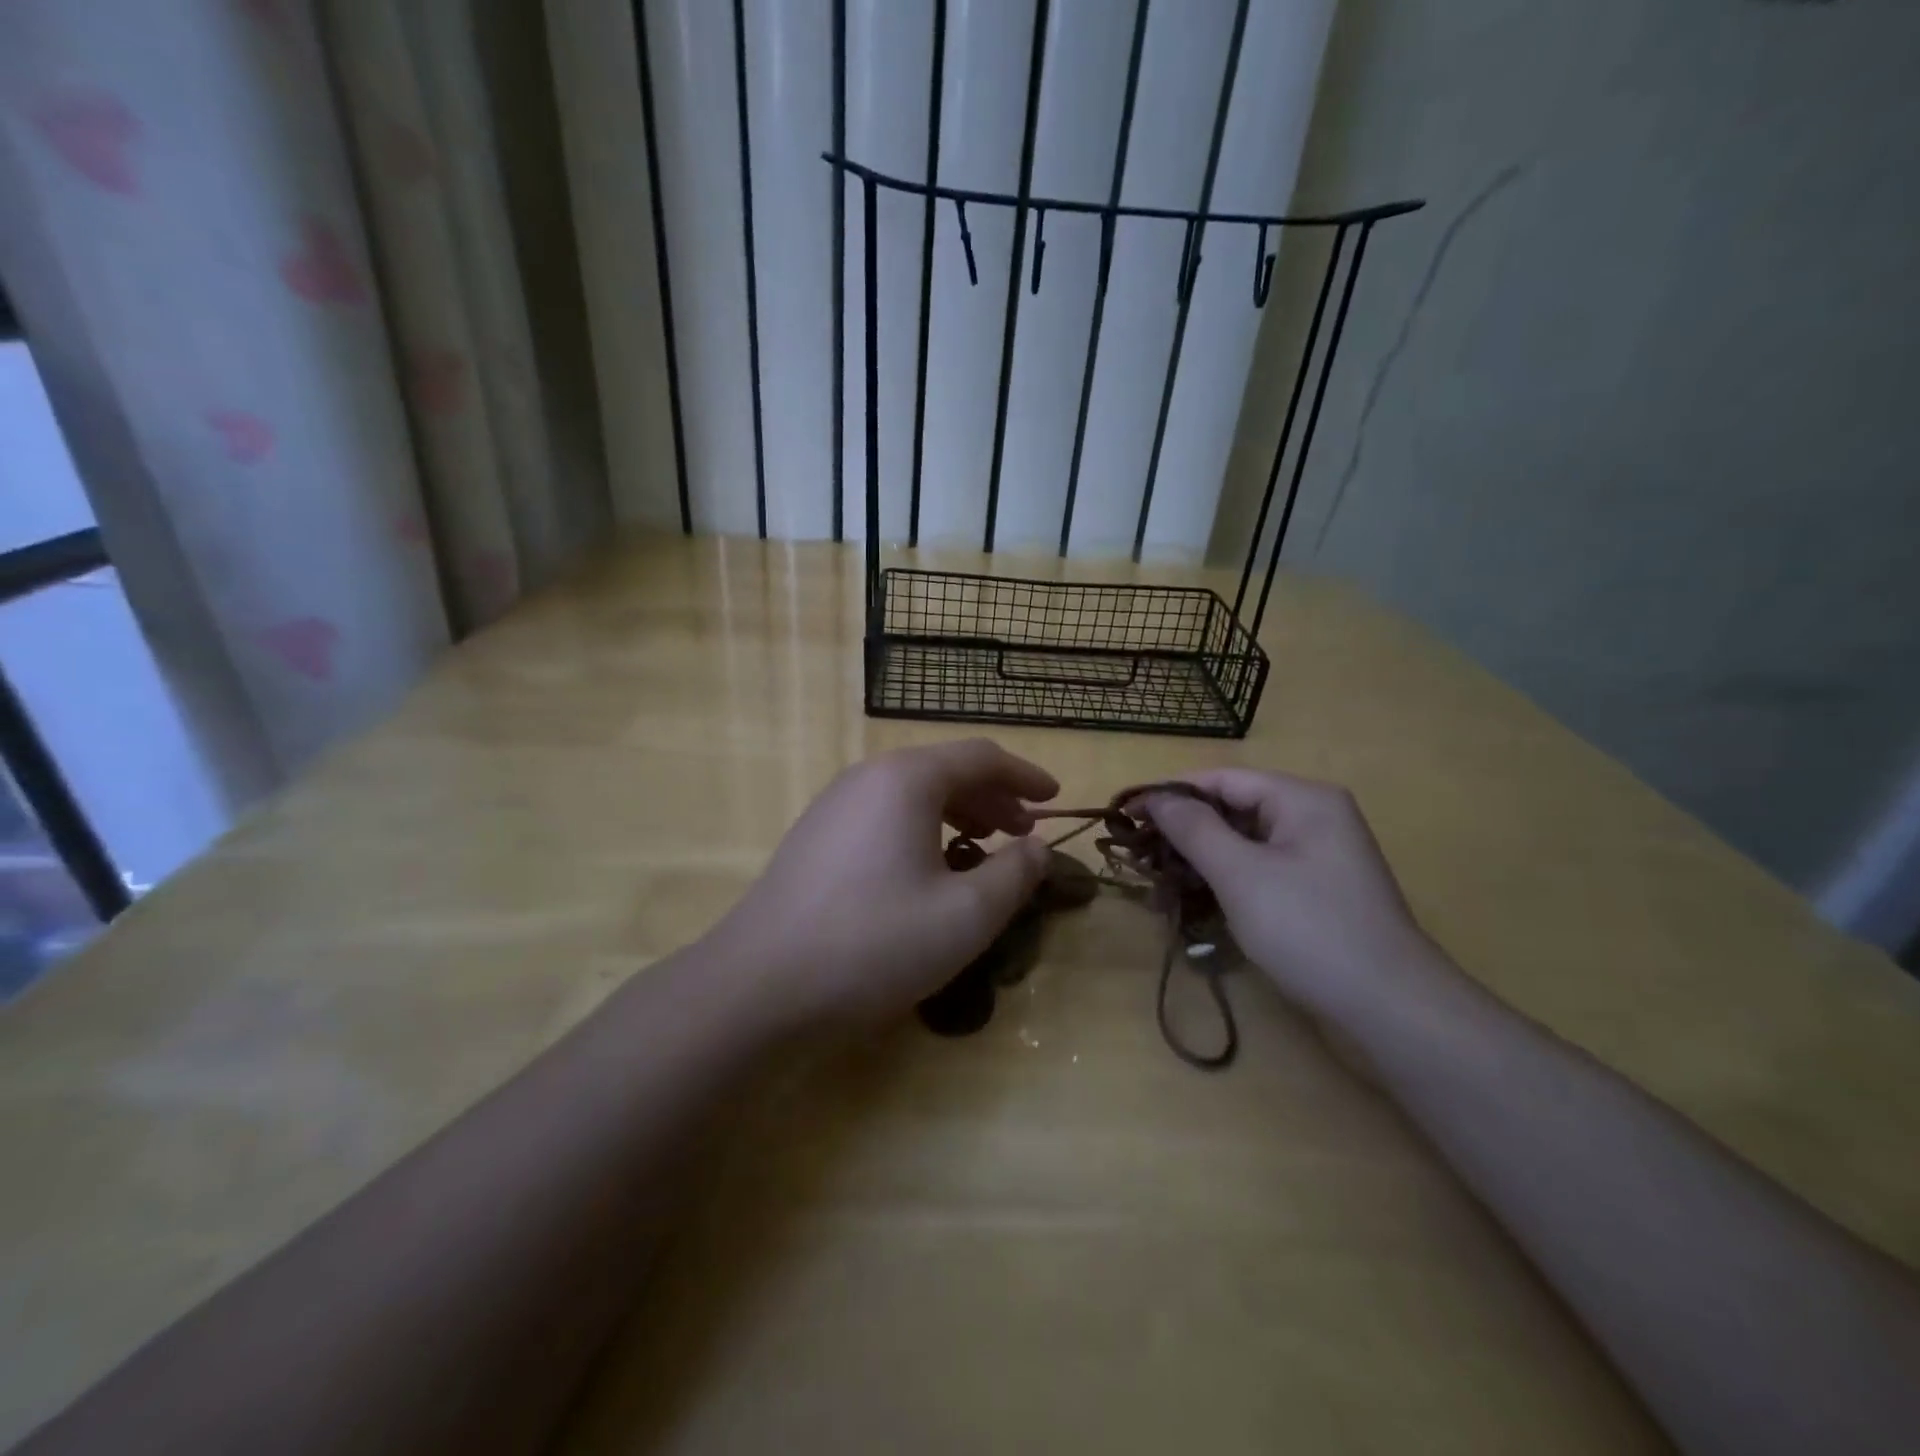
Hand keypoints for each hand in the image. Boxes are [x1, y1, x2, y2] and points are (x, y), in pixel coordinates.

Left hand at [707, 739, 1057, 1026]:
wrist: (758, 986)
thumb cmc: (874, 943)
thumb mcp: (965, 916)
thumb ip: (1014, 874)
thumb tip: (1037, 848)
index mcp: (906, 779)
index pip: (981, 756)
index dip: (1026, 775)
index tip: (1055, 799)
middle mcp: (867, 777)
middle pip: (945, 770)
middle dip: (993, 797)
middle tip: (1024, 832)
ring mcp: (834, 805)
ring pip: (911, 793)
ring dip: (957, 813)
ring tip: (982, 846)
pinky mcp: (815, 838)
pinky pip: (883, 815)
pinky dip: (921, 829)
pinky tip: (927, 869)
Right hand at [1141, 769, 1442, 1016]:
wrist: (1390, 1007)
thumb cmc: (1309, 929)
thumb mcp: (1241, 874)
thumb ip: (1194, 829)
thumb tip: (1155, 796)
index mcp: (1302, 799)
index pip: (1222, 779)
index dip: (1171, 794)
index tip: (1127, 815)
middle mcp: (1313, 817)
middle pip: (1233, 809)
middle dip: (1184, 832)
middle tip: (1139, 856)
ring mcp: (1317, 856)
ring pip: (1243, 843)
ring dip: (1200, 860)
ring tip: (1158, 882)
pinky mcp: (1315, 890)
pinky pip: (1259, 870)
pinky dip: (1225, 881)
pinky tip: (1194, 901)